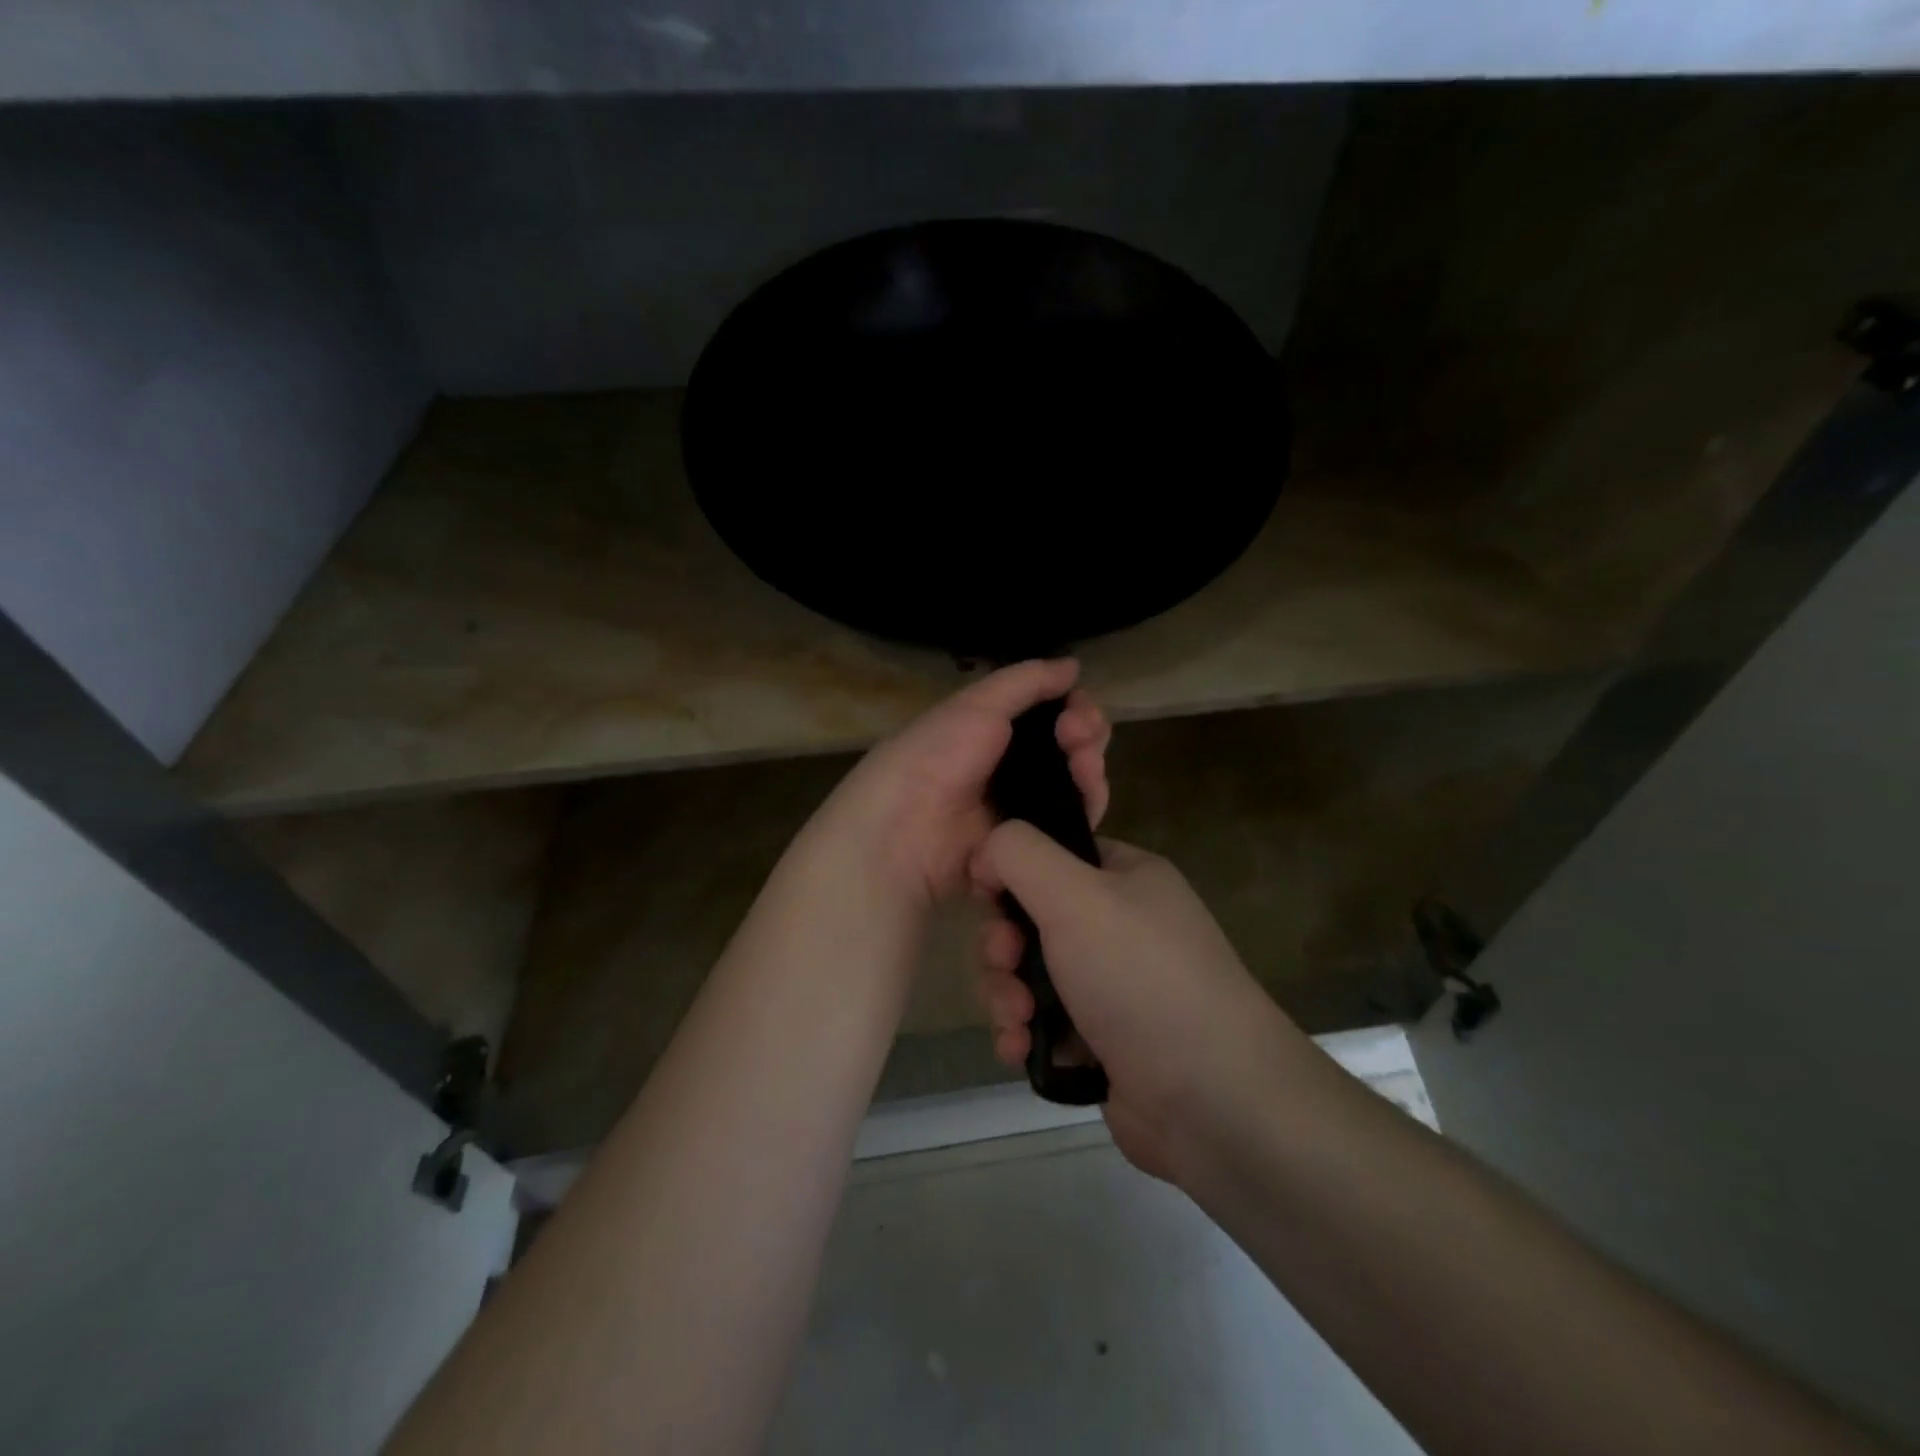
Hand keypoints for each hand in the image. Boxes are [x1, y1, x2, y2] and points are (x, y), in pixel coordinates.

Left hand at [821, 660, 1111, 910]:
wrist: (905, 832)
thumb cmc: (935, 757)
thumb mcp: (976, 705)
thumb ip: (1026, 682)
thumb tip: (1072, 664)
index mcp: (991, 733)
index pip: (1049, 717)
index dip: (1074, 709)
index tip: (1080, 706)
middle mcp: (1009, 771)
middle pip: (1070, 752)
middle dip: (1086, 736)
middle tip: (1079, 736)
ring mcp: (1021, 812)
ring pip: (1077, 790)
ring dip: (1090, 771)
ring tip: (1083, 766)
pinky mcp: (1030, 849)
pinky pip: (1071, 830)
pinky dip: (1085, 810)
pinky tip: (1085, 797)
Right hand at [969, 824, 1309, 1183]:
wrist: (1212, 1100)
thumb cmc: (1141, 977)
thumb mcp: (1075, 895)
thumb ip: (1019, 855)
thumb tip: (986, 854)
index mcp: (1126, 877)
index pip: (1052, 854)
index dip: (1011, 873)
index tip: (988, 900)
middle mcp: (1120, 925)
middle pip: (1031, 918)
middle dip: (1004, 946)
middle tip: (1007, 965)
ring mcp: (1111, 986)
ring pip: (1028, 974)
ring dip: (1006, 995)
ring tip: (1017, 1021)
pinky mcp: (1099, 1041)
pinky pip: (1041, 1023)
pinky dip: (1023, 1033)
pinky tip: (1019, 1051)